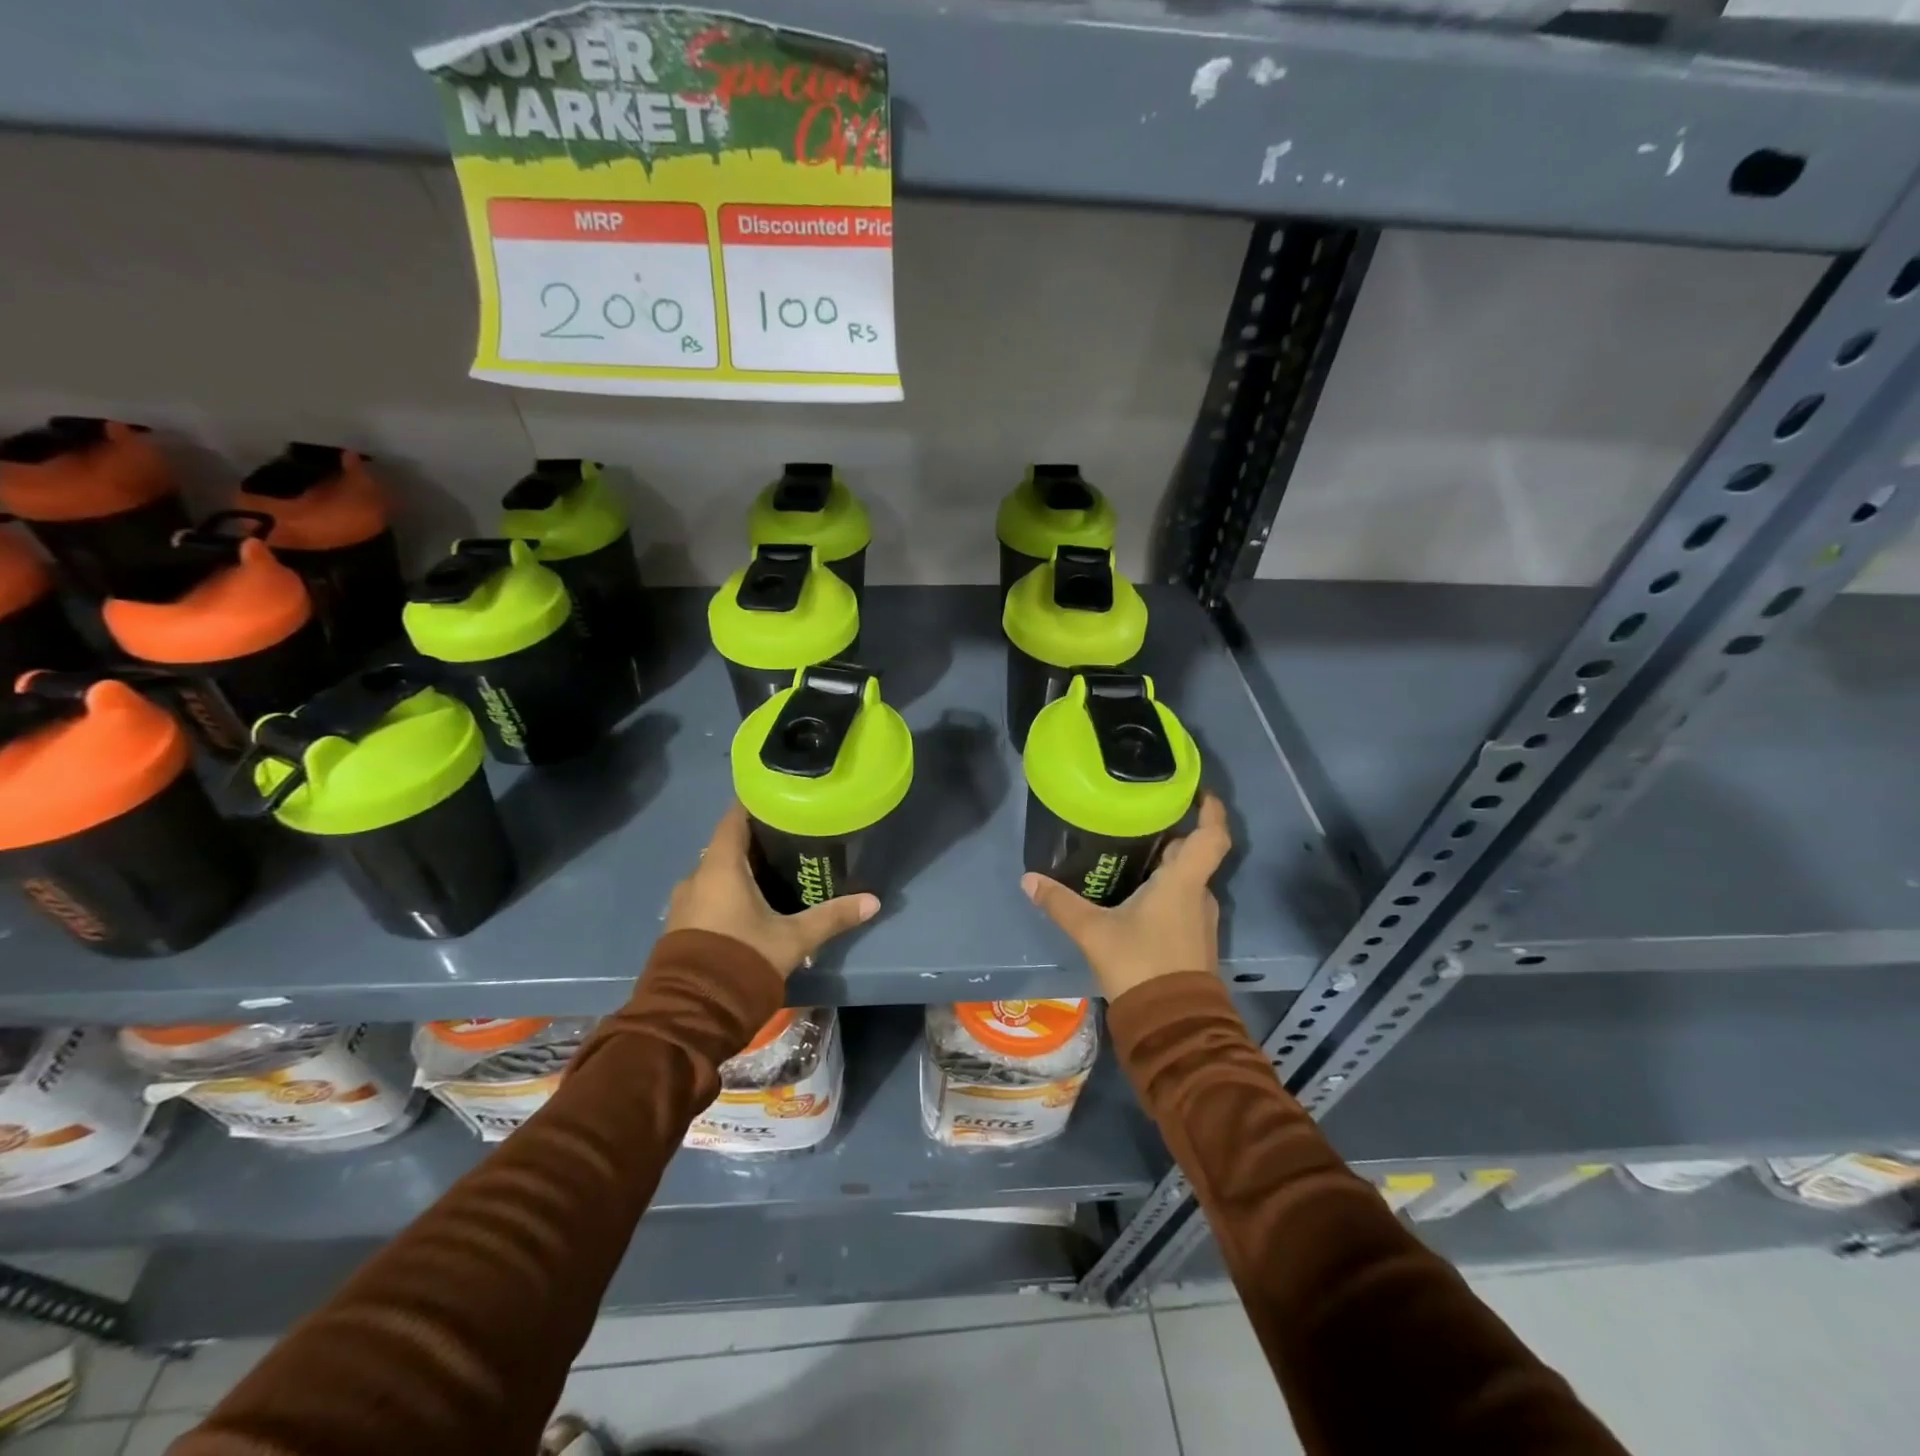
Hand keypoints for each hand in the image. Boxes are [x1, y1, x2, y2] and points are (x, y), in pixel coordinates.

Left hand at [665, 803, 879, 978]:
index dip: (756, 805)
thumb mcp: (794, 939)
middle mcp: (696, 876)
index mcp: (720, 867)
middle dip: (756, 841)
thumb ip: (832, 917)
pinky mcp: (680, 926)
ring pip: (716, 872)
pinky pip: (707, 895)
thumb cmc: (742, 960)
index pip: (734, 818)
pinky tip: (752, 904)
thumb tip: (874, 901)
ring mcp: (684, 902)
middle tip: (791, 839)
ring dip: (741, 870)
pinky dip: (728, 891)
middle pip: (727, 845)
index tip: (781, 799)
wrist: (691, 1014)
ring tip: (776, 872)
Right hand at [1021, 791, 1230, 1001]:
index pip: (1212, 835)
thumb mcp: (1093, 931)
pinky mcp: (1193, 940)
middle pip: (1193, 853)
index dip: (1210, 808)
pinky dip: (1164, 890)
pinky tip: (1134, 893)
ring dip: (1166, 864)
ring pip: (1186, 879)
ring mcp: (1199, 919)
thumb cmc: (1140, 964)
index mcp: (1183, 881)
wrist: (1172, 1024)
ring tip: (1130, 851)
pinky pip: (1181, 901)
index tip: (1196, 789)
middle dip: (1171, 834)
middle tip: (1138, 817)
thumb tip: (1028, 879)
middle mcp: (1198, 894)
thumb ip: (1061, 903)